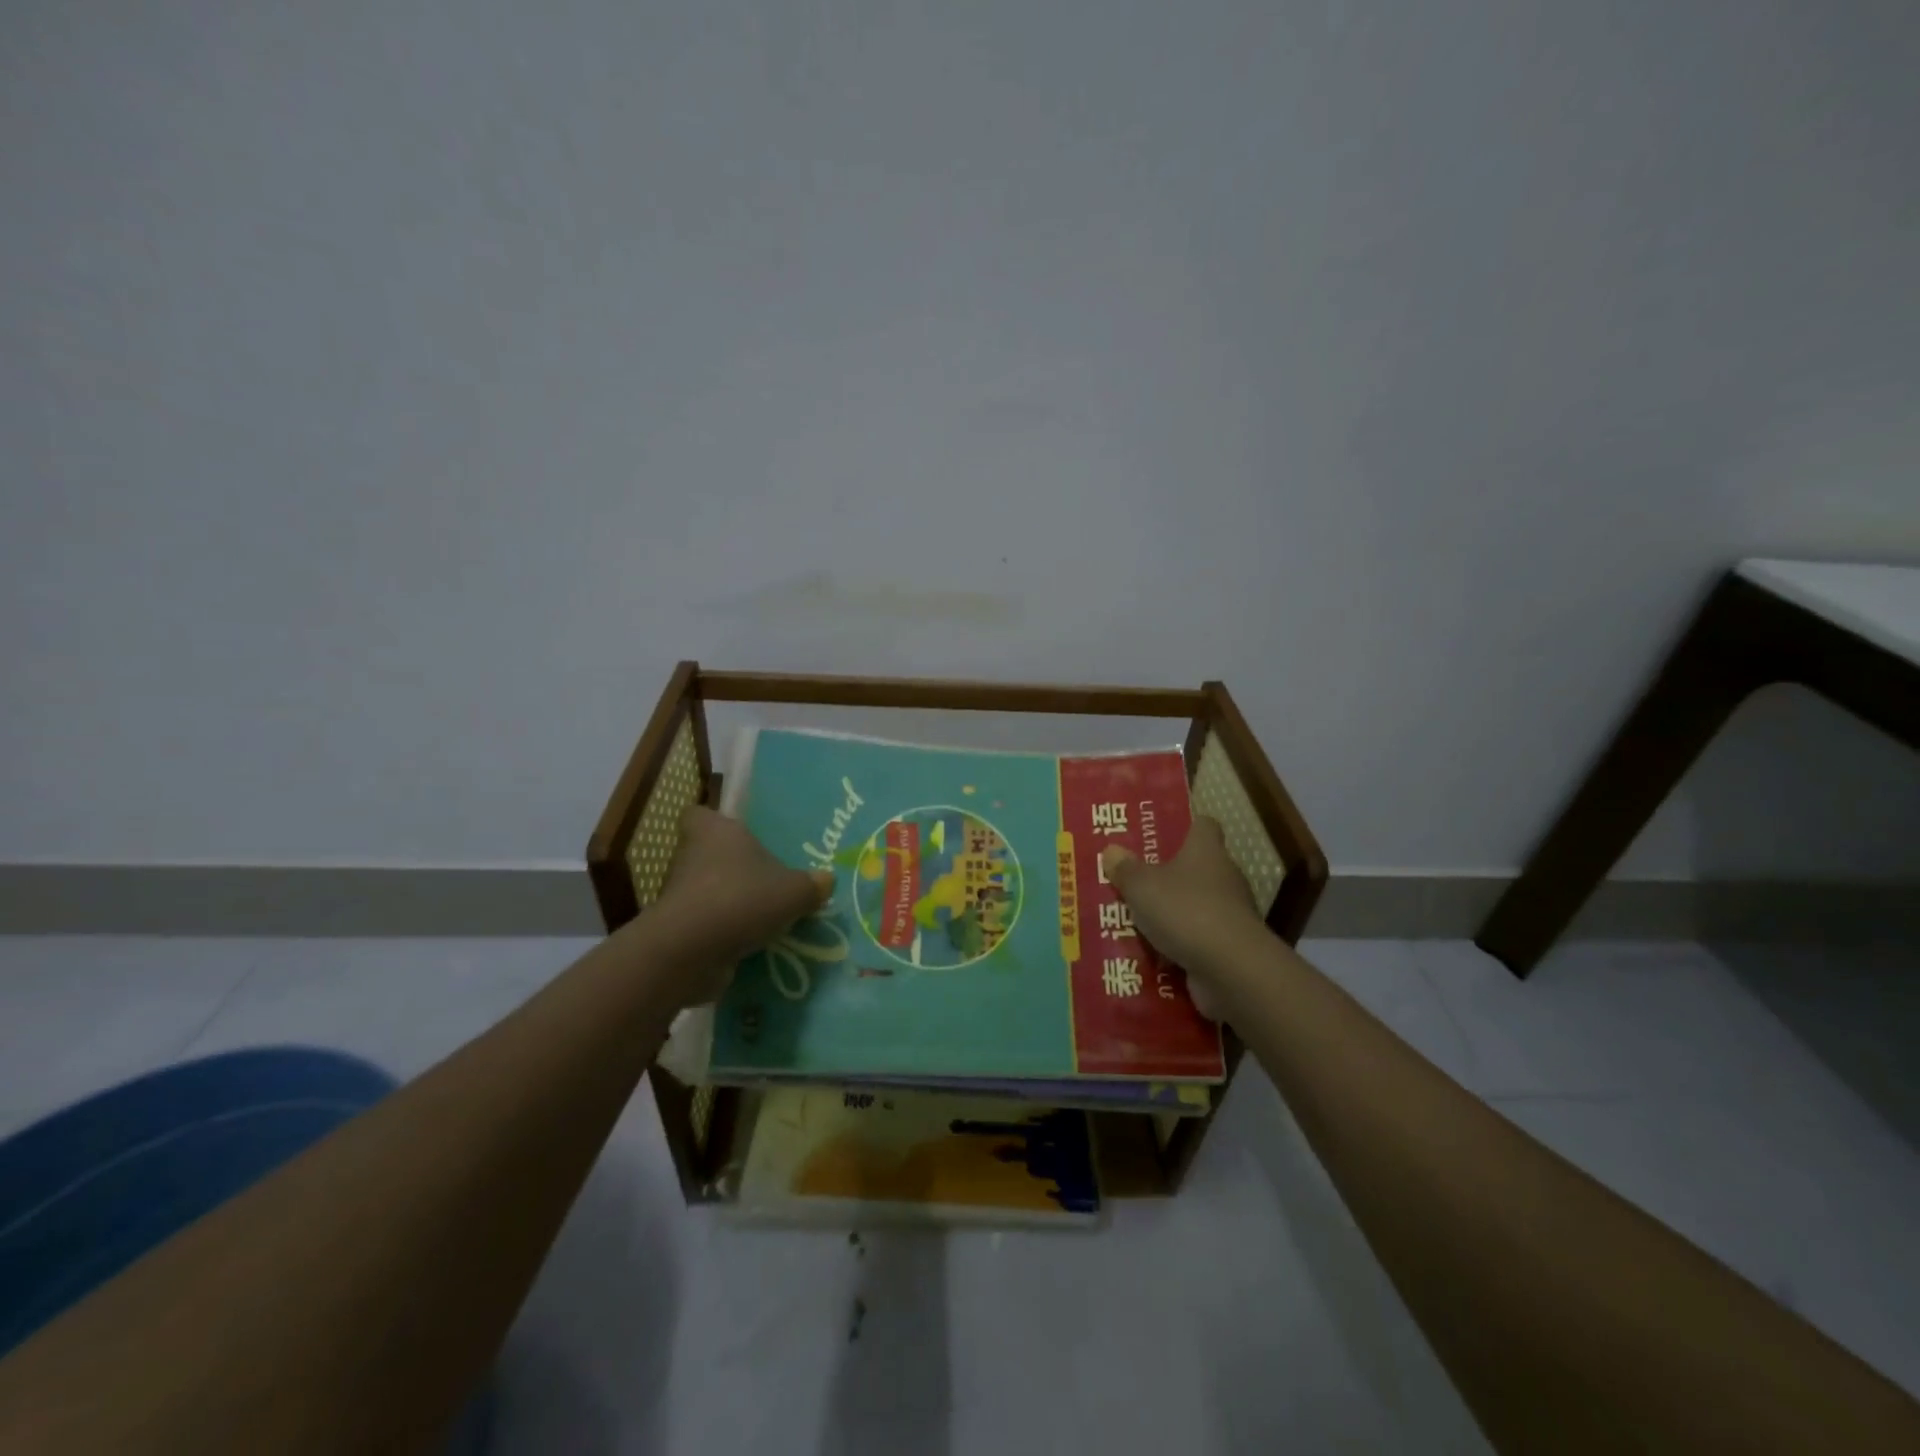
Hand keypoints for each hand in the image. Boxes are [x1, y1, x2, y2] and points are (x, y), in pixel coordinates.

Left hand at [647, 806, 834, 1004]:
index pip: (700, 814)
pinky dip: (723, 932)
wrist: (690, 952)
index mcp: (714, 831)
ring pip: (707, 891)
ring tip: (764, 917)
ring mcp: (679, 894)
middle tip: (766, 879)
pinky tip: (752, 944)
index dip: (715, 823)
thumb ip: (813, 884)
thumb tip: (826, 879)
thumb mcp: (794, 891)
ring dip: (730, 902)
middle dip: (733, 867)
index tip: (739, 836)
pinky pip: (705, 924)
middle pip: (708, 854)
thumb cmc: (742, 899)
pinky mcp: (677, 929)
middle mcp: (690, 856)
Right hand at [1099, 816, 1262, 1018]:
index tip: (1163, 835)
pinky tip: (1155, 954)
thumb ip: (1125, 869)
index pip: (1204, 826)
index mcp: (1206, 850)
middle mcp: (1225, 876)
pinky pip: (1200, 939)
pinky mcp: (1231, 946)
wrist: (1231, 967)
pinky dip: (1182, 945)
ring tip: (1139, 922)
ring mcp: (1231, 913)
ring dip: (1174, 914)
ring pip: (1197, 905)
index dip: (1185, 827)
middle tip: (1137, 882)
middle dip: (1170, 876)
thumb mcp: (1141, 886)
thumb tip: (1111, 850)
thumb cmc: (1185, 910)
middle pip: (1198, 867)